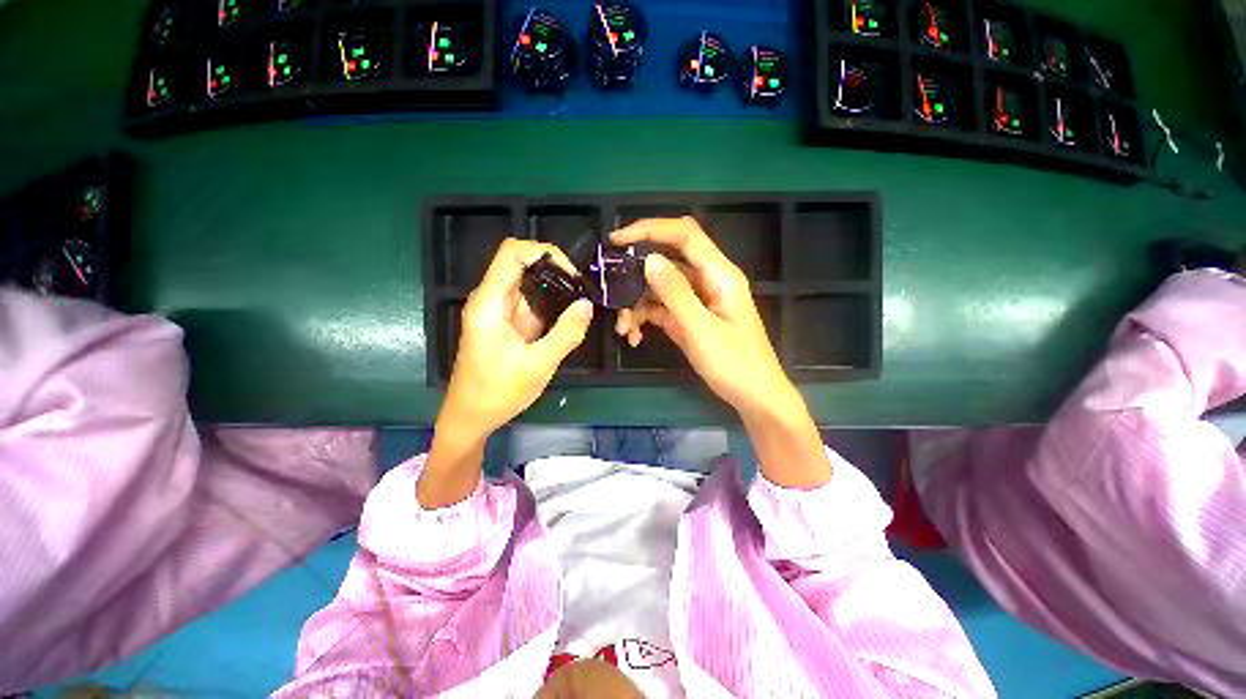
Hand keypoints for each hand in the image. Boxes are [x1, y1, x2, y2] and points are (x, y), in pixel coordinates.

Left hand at [420, 239, 591, 507]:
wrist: (470, 418)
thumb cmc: (497, 393)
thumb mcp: (538, 365)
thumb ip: (565, 334)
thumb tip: (587, 305)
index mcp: (490, 302)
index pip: (513, 253)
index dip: (545, 252)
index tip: (572, 275)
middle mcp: (492, 300)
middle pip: (523, 265)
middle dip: (556, 272)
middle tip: (583, 292)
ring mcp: (499, 312)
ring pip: (530, 285)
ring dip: (556, 290)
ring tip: (581, 305)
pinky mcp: (507, 324)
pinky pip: (531, 305)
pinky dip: (551, 307)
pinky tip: (568, 319)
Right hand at [612, 217, 831, 487]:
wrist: (754, 397)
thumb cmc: (735, 364)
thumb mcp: (701, 329)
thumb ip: (675, 293)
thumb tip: (649, 260)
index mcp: (719, 275)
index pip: (685, 235)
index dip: (650, 229)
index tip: (617, 240)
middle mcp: (708, 281)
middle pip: (667, 262)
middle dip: (637, 277)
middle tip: (612, 294)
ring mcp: (698, 301)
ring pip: (660, 288)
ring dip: (637, 304)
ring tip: (624, 329)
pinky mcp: (690, 318)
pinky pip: (662, 308)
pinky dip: (645, 318)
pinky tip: (635, 336)